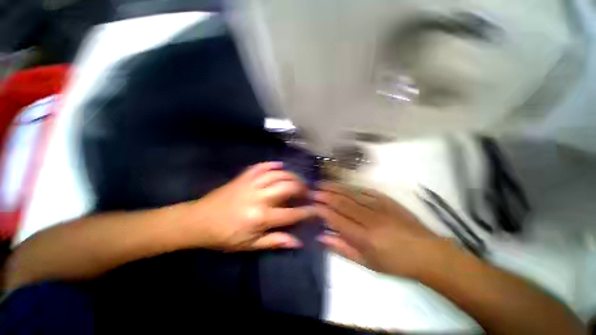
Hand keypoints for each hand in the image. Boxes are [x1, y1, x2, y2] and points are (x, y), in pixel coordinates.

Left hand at [184, 162, 314, 250]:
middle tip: (307, 192)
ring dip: (291, 175)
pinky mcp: (243, 177)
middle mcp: (259, 197)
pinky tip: (280, 165)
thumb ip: (275, 241)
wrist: (198, 221)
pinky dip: (272, 164)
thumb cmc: (224, 236)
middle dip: (302, 188)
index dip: (307, 211)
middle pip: (288, 187)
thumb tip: (297, 242)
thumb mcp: (250, 245)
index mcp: (261, 217)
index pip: (292, 213)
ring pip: (278, 174)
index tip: (316, 209)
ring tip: (298, 180)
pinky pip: (261, 166)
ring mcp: (251, 184)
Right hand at [315, 181, 453, 278]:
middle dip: (326, 195)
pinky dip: (353, 188)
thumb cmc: (395, 263)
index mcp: (365, 237)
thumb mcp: (367, 264)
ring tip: (324, 183)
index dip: (323, 210)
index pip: (337, 219)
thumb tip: (322, 238)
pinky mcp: (388, 201)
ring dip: (336, 188)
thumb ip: (343, 249)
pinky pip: (367, 191)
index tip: (312, 204)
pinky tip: (345, 185)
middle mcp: (370, 219)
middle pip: (343, 203)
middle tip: (314, 189)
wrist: (428, 253)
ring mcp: (380, 207)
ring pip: (352, 194)